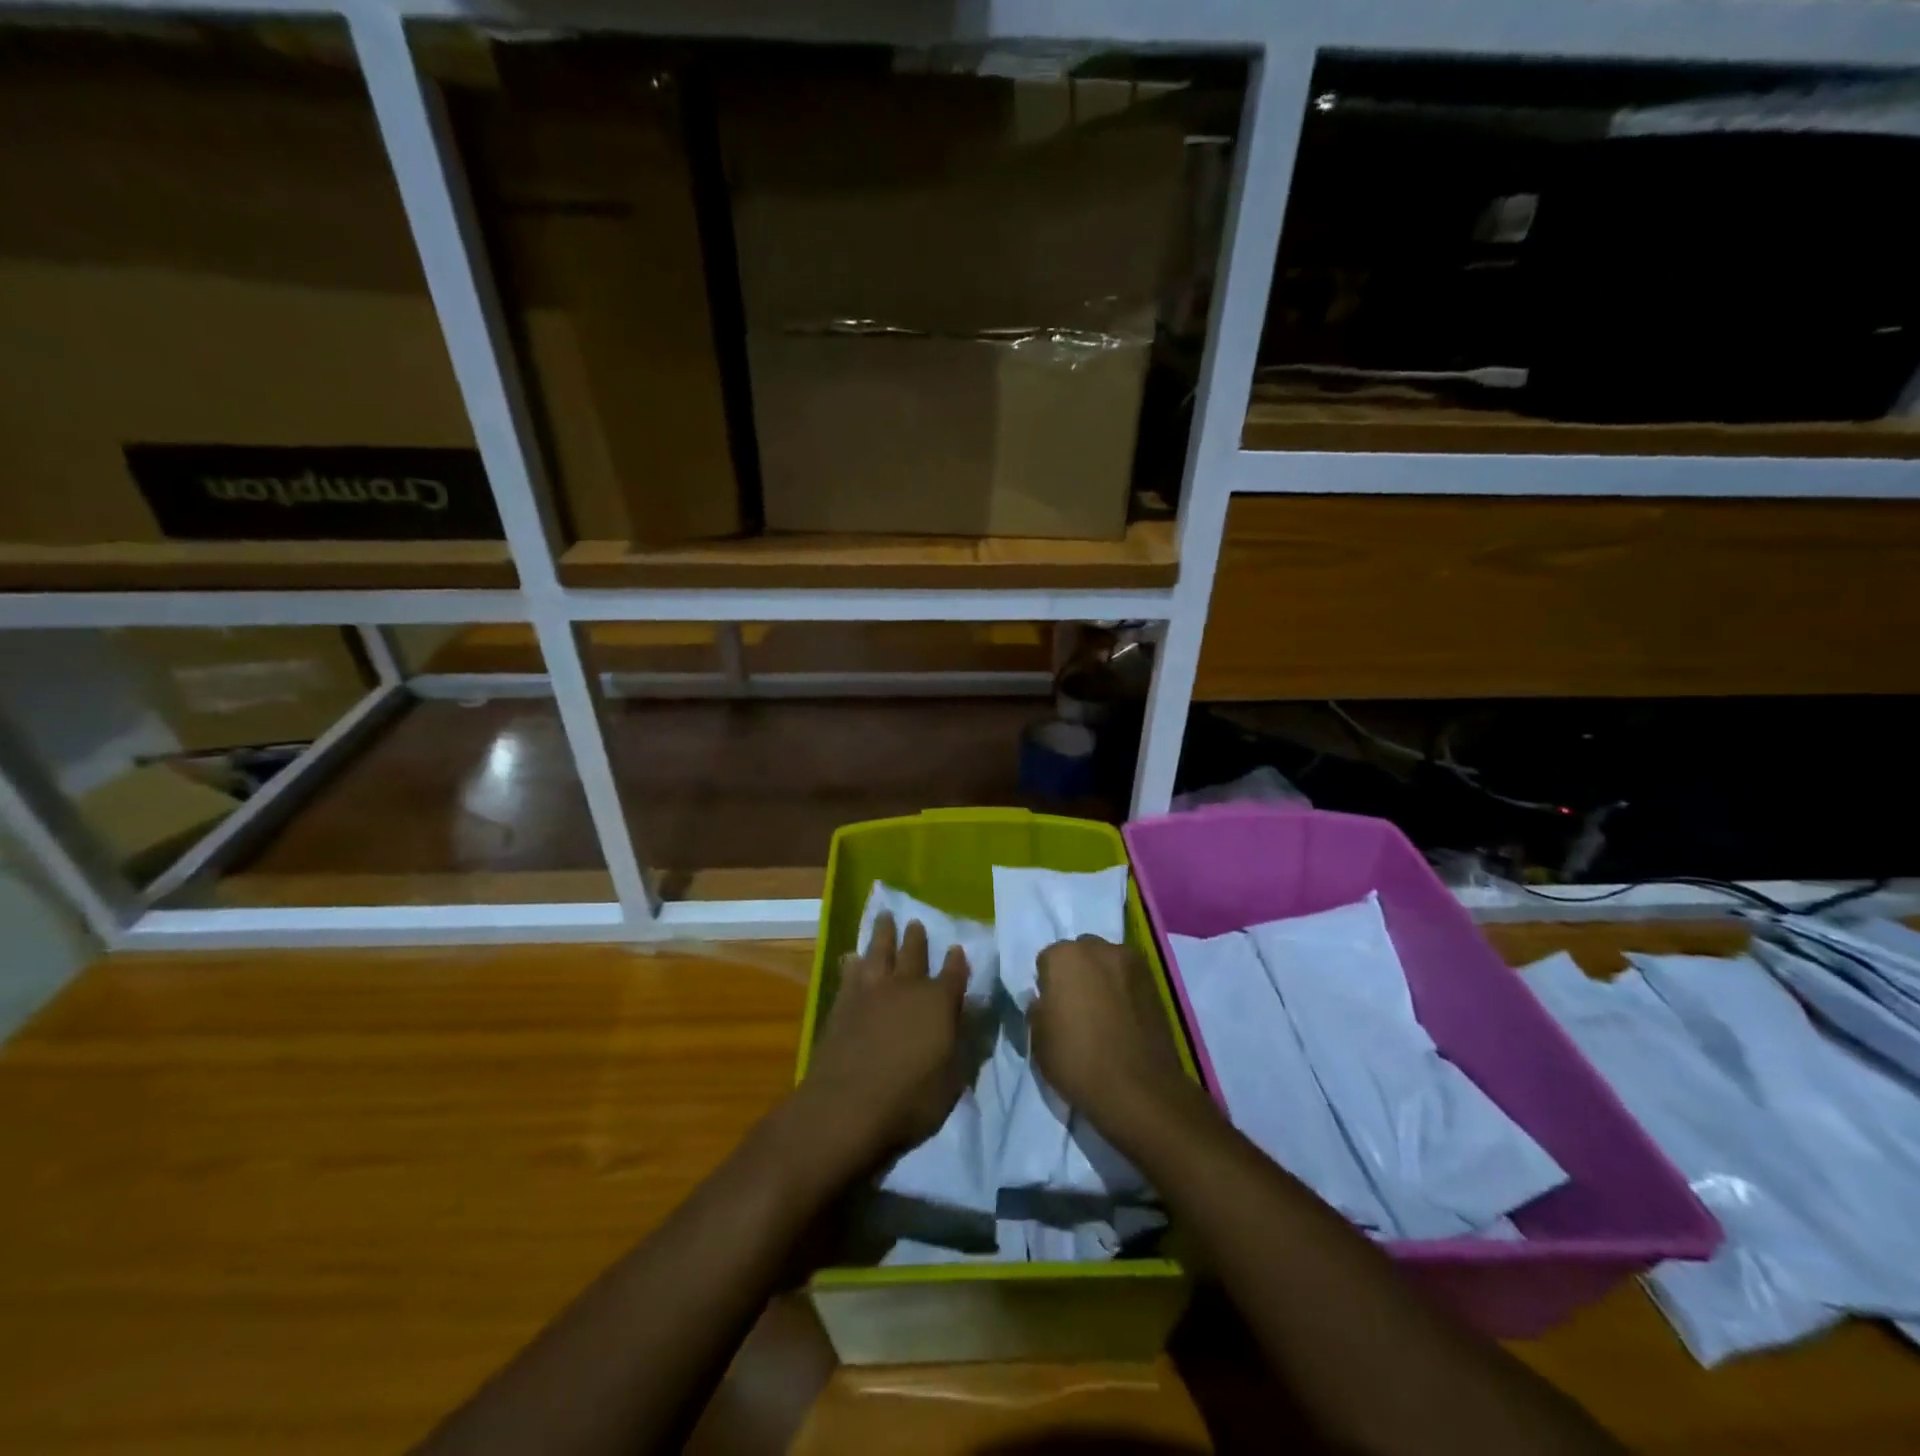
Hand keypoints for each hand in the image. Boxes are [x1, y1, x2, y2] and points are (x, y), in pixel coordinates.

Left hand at [799, 913, 969, 1168]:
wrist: (847, 1106)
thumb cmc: (911, 1099)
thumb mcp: (953, 1079)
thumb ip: (966, 1041)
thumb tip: (977, 1011)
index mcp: (939, 1002)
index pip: (954, 974)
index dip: (957, 962)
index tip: (957, 948)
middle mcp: (906, 987)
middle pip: (914, 953)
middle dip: (917, 938)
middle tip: (916, 922)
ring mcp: (871, 991)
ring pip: (879, 951)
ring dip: (883, 933)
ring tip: (885, 917)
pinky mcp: (843, 1002)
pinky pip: (850, 972)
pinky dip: (852, 961)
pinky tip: (851, 956)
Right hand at [1030, 936, 1199, 1141]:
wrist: (1137, 1088)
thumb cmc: (1077, 1061)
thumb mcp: (1038, 1039)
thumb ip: (1038, 1009)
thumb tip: (1045, 1000)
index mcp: (1063, 956)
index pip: (1047, 960)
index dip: (1048, 984)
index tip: (1052, 1008)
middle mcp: (1098, 948)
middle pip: (1081, 954)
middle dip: (1077, 973)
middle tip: (1077, 1007)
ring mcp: (1130, 961)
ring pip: (1108, 962)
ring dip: (1103, 978)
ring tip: (1105, 1012)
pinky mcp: (1155, 980)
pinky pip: (1130, 978)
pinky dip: (1125, 990)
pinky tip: (1124, 1017)